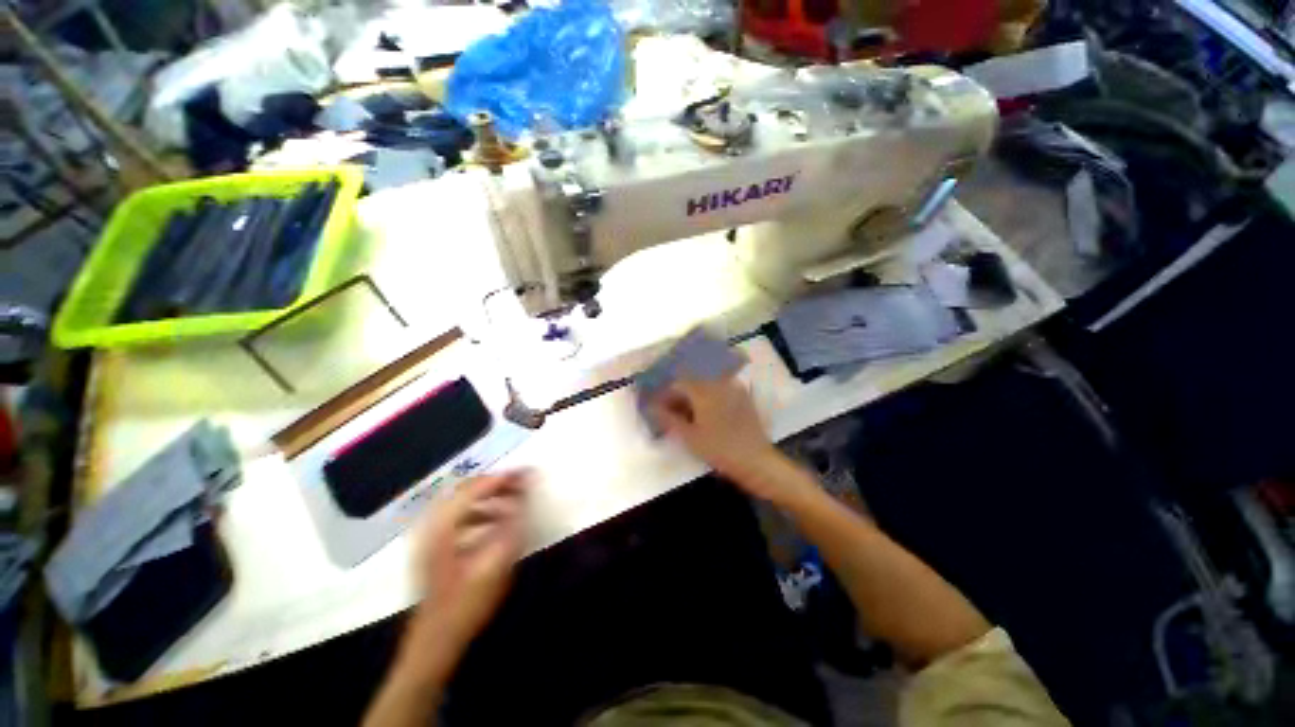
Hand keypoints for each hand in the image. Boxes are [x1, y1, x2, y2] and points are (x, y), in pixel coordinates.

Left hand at [403, 471, 530, 670]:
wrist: (435, 642)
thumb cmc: (467, 605)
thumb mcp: (496, 564)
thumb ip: (512, 525)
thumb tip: (525, 495)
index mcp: (443, 527)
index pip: (475, 488)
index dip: (503, 478)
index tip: (528, 473)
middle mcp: (433, 525)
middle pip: (466, 490)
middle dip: (497, 484)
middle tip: (523, 484)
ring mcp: (431, 536)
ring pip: (463, 502)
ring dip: (489, 497)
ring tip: (515, 501)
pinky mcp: (434, 547)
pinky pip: (460, 516)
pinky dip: (481, 510)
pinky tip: (497, 521)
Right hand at [649, 377, 786, 498]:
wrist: (756, 461)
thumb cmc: (719, 449)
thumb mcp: (689, 437)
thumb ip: (667, 419)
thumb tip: (651, 407)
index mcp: (704, 390)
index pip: (677, 384)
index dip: (664, 395)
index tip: (657, 408)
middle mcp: (718, 383)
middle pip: (692, 383)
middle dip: (679, 395)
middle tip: (671, 413)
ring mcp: (733, 388)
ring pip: (706, 386)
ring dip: (693, 397)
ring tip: (687, 415)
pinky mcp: (743, 397)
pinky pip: (720, 391)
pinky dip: (708, 399)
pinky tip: (706, 414)